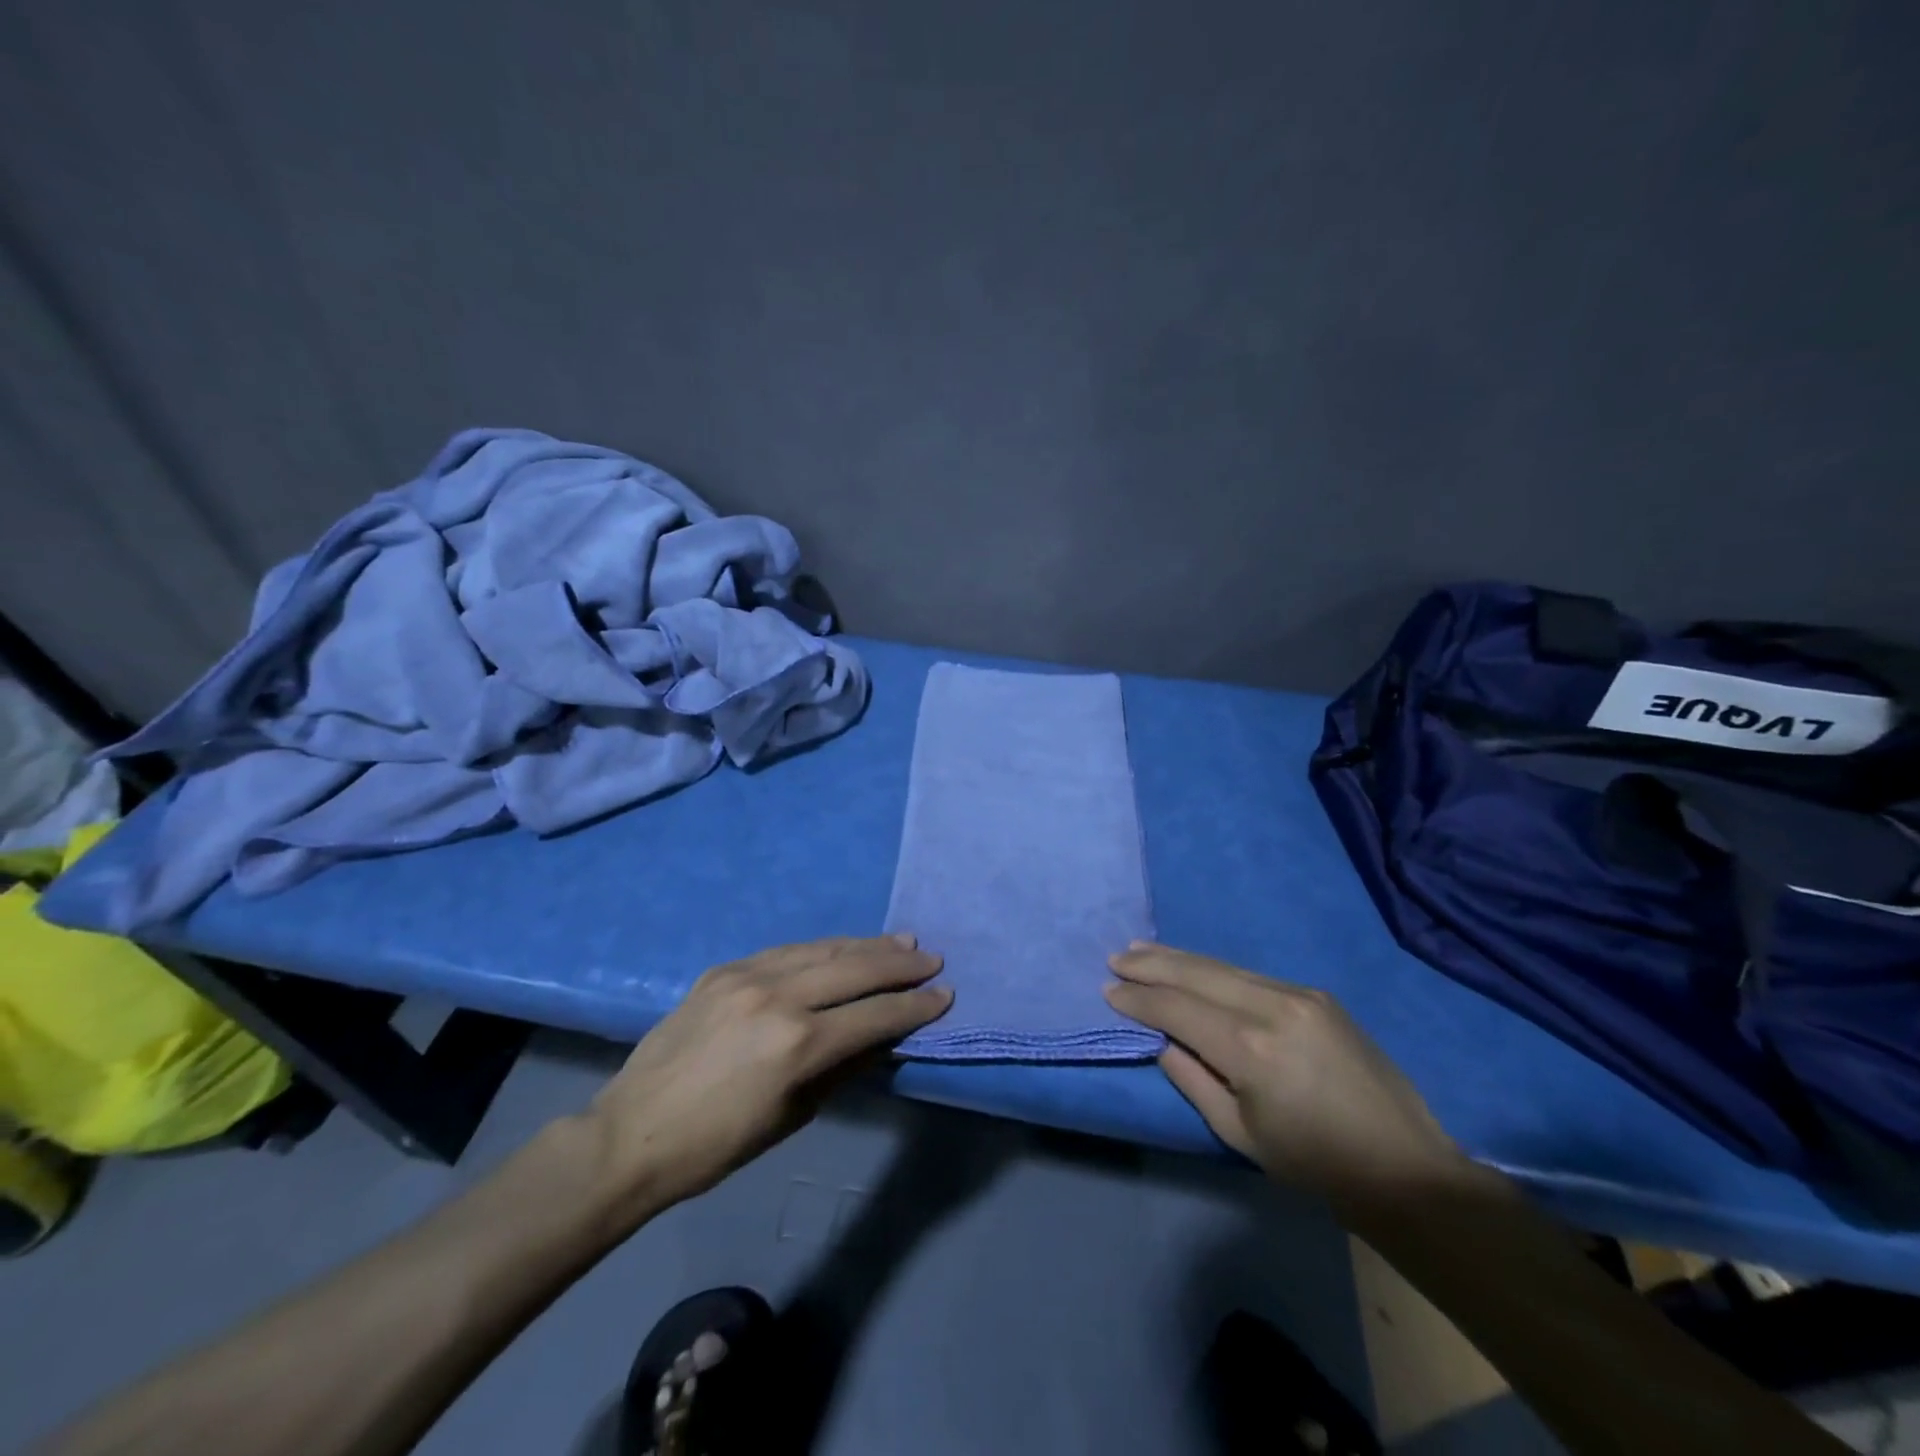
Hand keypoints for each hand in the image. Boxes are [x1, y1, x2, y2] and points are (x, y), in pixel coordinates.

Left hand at [582, 935, 949, 1221]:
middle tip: (931, 958)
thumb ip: (842, 1068)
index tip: (944, 995)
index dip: (914, 1006)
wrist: (631, 1132)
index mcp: (797, 1044)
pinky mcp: (725, 969)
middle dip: (899, 964)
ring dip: (866, 945)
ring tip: (901, 940)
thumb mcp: (792, 1115)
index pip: (874, 1014)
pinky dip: (822, 948)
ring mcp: (748, 975)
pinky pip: (787, 950)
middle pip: (854, 969)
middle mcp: (778, 996)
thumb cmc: (717, 1145)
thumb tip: (882, 1038)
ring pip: (823, 949)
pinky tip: (842, 947)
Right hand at [1105, 943, 1470, 1216]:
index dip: (1139, 999)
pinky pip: (1251, 975)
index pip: (1177, 1009)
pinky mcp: (1316, 994)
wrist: (1403, 1165)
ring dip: (1179, 958)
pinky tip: (1195, 967)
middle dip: (1152, 965)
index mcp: (1249, 1048)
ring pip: (1223, 966)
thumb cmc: (1313, 1162)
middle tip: (1116, 958)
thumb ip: (1192, 1079)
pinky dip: (1215, 969)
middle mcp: (1271, 1007)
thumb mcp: (1239, 1133)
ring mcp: (1298, 995)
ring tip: (1143, 951)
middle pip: (1197, 974)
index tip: (1109, 992)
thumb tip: (1162, 1041)